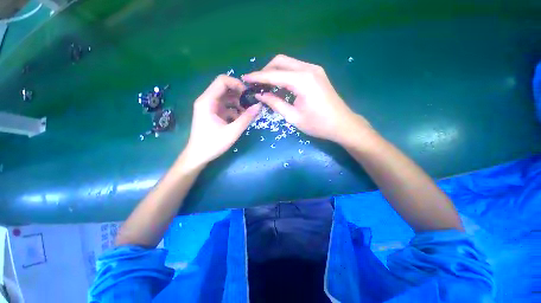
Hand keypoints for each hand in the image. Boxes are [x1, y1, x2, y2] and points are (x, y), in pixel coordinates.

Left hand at [183, 75, 261, 167]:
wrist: (198, 156)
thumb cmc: (213, 144)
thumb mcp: (232, 132)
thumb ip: (246, 118)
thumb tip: (259, 105)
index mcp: (207, 101)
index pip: (222, 81)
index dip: (237, 84)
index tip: (248, 94)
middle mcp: (207, 100)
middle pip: (225, 88)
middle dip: (239, 94)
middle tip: (251, 103)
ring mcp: (209, 107)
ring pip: (226, 98)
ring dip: (238, 103)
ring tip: (248, 113)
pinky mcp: (212, 114)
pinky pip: (225, 107)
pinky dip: (234, 110)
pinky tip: (241, 119)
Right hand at [242, 55, 371, 145]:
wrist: (342, 124)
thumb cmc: (318, 124)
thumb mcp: (293, 117)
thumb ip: (275, 103)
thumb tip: (259, 95)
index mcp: (302, 80)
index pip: (274, 74)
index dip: (257, 76)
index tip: (244, 78)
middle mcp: (308, 69)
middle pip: (280, 61)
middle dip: (265, 71)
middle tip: (256, 84)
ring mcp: (314, 69)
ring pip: (288, 63)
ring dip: (275, 72)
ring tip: (265, 86)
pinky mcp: (317, 73)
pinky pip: (296, 69)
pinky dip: (285, 75)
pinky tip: (280, 86)